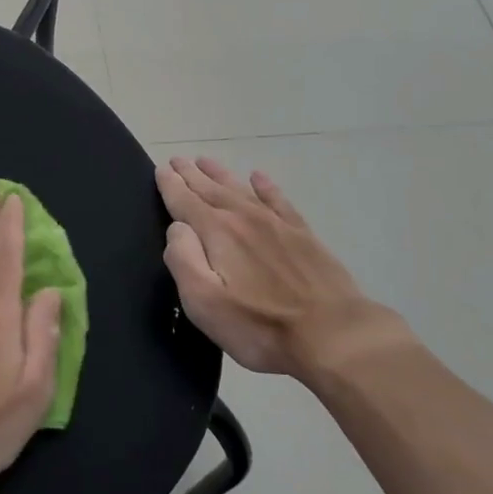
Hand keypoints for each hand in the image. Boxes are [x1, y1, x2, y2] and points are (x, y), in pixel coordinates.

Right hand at [158, 155, 413, 382]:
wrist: (332, 333)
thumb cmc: (259, 325)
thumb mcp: (204, 302)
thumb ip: (183, 259)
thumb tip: (178, 228)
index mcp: (217, 232)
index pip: (185, 201)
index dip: (170, 185)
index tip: (161, 169)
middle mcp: (244, 218)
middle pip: (210, 190)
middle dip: (191, 175)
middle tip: (176, 160)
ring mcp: (276, 224)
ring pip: (241, 189)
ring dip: (220, 174)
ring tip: (204, 161)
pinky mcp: (302, 234)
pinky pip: (278, 200)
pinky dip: (266, 186)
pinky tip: (259, 177)